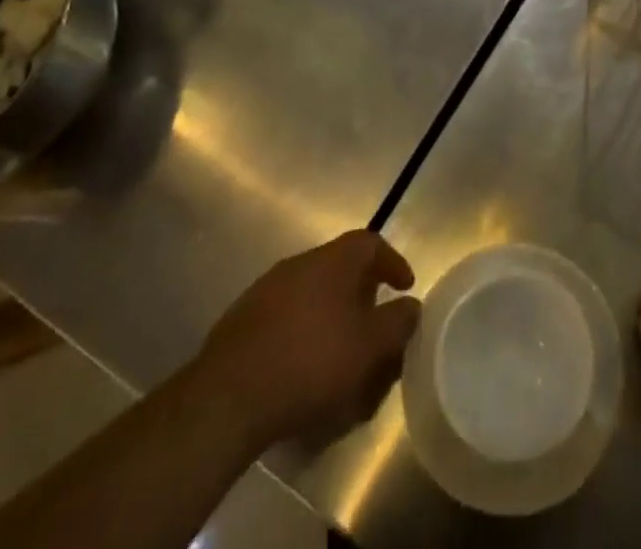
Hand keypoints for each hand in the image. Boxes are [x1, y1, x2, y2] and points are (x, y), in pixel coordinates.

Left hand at [193, 231, 421, 454]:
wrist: (228, 397)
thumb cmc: (311, 362)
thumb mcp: (369, 347)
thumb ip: (397, 323)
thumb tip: (412, 306)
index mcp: (333, 260)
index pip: (370, 243)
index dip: (392, 262)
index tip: (405, 288)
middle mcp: (300, 263)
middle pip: (340, 267)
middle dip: (362, 293)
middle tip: (374, 324)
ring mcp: (266, 290)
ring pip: (311, 293)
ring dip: (331, 315)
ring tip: (341, 353)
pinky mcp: (241, 321)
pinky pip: (285, 317)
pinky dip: (303, 333)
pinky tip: (304, 367)